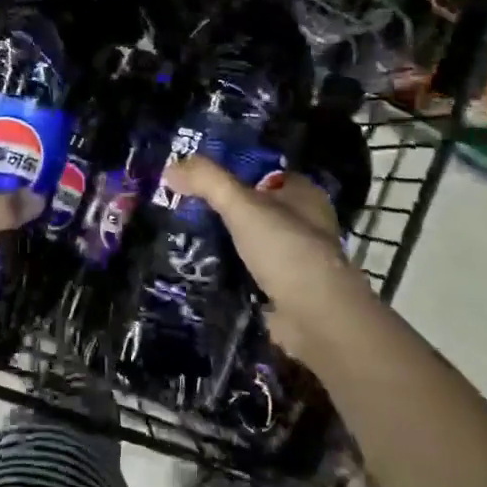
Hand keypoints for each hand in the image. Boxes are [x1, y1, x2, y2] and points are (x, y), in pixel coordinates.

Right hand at [160, 157, 374, 367]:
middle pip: (255, 207)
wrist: (316, 318)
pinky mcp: (287, 289)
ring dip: (226, 241)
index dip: (231, 171)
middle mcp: (305, 222)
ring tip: (184, 237)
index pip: (262, 173)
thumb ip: (207, 181)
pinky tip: (204, 268)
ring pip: (252, 240)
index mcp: (304, 194)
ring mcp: (298, 258)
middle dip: (224, 208)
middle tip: (183, 207)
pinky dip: (230, 270)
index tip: (195, 177)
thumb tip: (170, 168)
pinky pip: (251, 271)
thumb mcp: (241, 205)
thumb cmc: (286, 249)